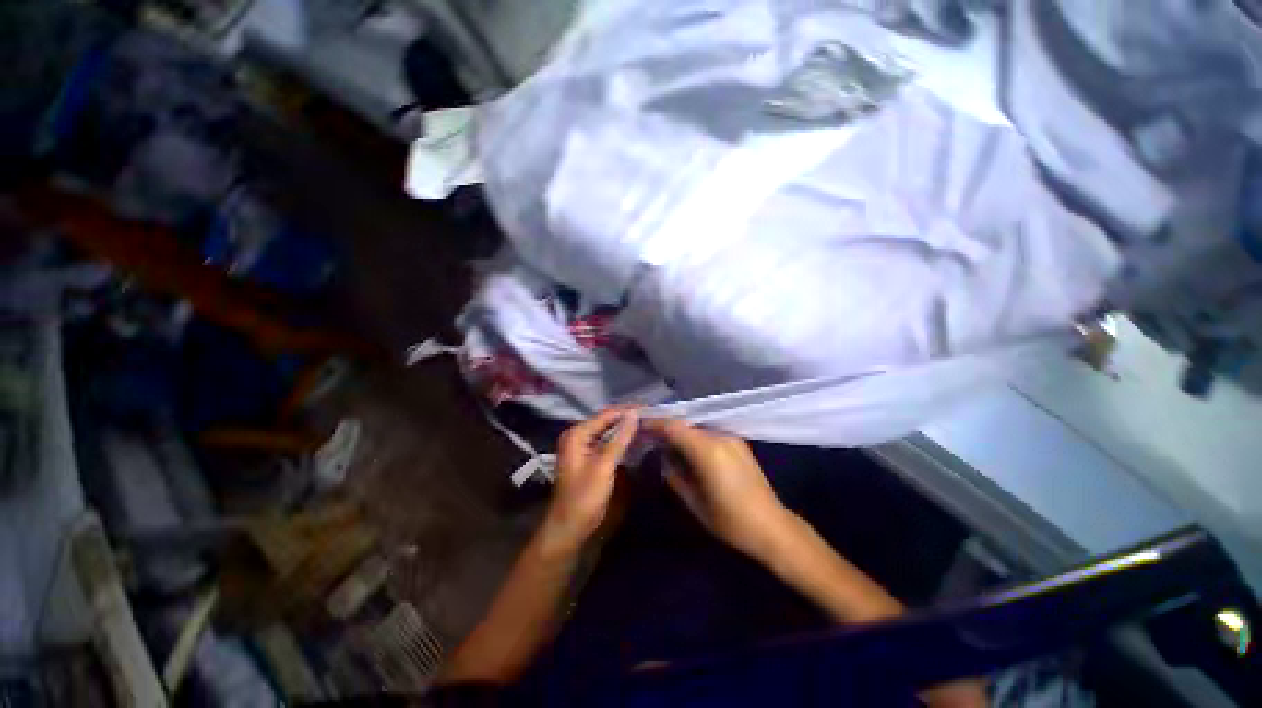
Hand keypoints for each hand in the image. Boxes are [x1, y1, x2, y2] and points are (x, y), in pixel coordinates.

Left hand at [541, 408, 638, 554]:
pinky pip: (606, 441)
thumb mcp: (604, 467)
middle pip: (606, 420)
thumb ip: (619, 439)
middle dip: (628, 418)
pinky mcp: (587, 456)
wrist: (568, 528)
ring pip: (607, 430)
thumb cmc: (584, 498)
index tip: (650, 408)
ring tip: (647, 424)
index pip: (607, 414)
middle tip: (651, 416)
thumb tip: (634, 414)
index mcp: (577, 434)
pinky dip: (620, 439)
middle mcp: (577, 435)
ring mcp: (581, 446)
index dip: (628, 410)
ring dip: (625, 428)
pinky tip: (634, 439)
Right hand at [644, 418, 791, 559]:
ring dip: (681, 432)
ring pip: (697, 427)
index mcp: (708, 450)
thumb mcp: (694, 502)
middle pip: (686, 423)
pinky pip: (709, 432)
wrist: (772, 527)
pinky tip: (688, 449)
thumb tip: (664, 457)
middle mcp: (720, 436)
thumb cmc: (730, 521)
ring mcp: (732, 438)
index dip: (655, 423)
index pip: (674, 427)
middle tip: (650, 436)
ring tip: (666, 442)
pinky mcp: (738, 443)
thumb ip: (674, 474)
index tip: (639, 425)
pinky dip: (694, 437)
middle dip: (666, 427)